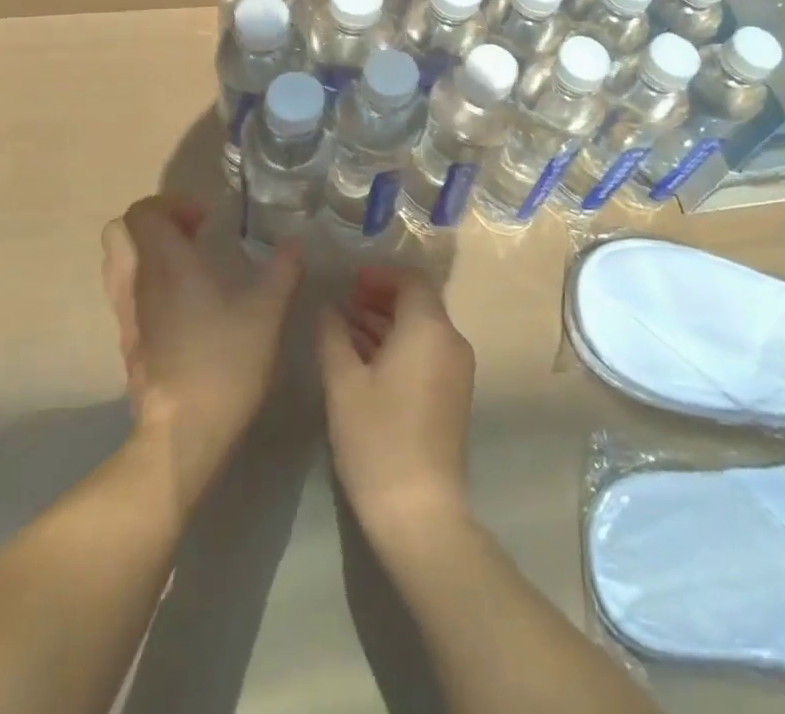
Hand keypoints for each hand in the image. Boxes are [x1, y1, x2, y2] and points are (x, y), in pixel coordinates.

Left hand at [101, 195, 301, 512]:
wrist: (183, 433)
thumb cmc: (224, 362)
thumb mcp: (266, 312)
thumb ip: (282, 271)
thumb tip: (295, 244)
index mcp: (166, 264)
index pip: (142, 212)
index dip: (172, 204)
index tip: (207, 219)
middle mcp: (137, 282)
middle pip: (119, 230)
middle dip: (155, 222)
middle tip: (193, 233)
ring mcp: (126, 313)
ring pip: (118, 261)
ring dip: (147, 250)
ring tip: (189, 263)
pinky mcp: (127, 340)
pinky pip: (125, 291)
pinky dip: (147, 280)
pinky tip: (184, 301)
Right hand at [317, 266, 475, 549]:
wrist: (419, 510)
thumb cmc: (377, 438)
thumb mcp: (343, 383)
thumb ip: (333, 336)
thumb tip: (327, 308)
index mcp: (429, 327)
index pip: (411, 279)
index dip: (380, 275)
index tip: (349, 282)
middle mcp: (450, 340)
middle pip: (418, 301)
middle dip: (381, 296)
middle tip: (344, 301)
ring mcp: (457, 368)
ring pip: (421, 327)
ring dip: (387, 321)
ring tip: (346, 326)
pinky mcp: (454, 393)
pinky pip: (427, 350)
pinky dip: (399, 344)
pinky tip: (365, 357)